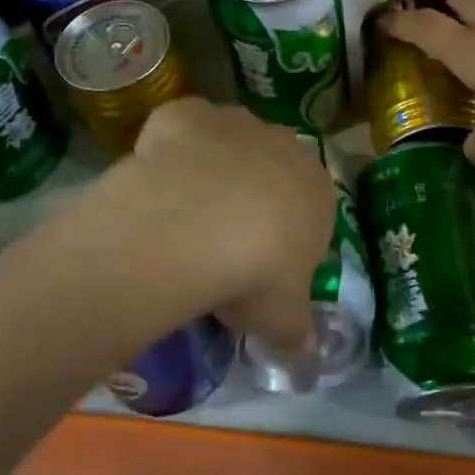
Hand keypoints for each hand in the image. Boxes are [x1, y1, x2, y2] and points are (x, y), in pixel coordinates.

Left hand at [92, 97, 333, 348]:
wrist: (195, 224)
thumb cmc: (255, 273)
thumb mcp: (283, 319)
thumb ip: (298, 334)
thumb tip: (308, 361)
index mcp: (317, 191)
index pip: (310, 212)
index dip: (284, 239)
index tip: (259, 269)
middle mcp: (283, 146)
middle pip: (269, 171)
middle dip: (250, 198)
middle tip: (219, 243)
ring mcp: (234, 122)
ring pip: (227, 143)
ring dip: (212, 169)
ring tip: (183, 215)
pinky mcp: (187, 112)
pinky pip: (182, 128)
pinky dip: (172, 147)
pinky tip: (156, 181)